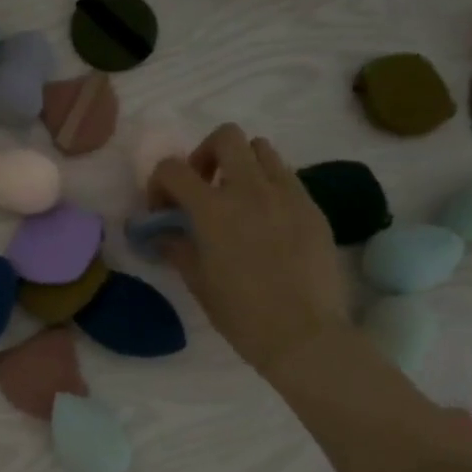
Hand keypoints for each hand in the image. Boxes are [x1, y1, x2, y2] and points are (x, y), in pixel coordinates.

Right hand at [150, 124, 348, 373]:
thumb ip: (176, 247)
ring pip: (262, 149)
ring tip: (238, 199)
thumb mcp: (198, 281)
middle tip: (204, 187)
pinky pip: (287, 176)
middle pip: (226, 137)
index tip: (164, 209)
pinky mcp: (312, 206)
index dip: (159, 182)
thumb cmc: (241, 314)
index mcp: (213, 209)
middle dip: (206, 155)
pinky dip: (269, 185)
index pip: (173, 168)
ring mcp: (287, 194)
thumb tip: (161, 232)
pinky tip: (267, 220)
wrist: (304, 334)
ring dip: (241, 164)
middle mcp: (250, 189)